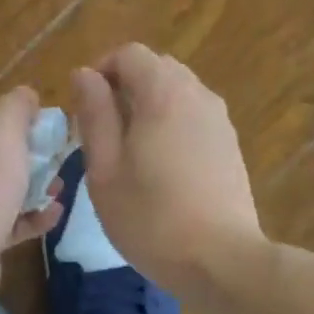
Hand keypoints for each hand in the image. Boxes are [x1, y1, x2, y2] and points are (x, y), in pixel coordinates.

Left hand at [0, 87, 62, 313]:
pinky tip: (52, 215)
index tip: (44, 128)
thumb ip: (17, 106)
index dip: (13, 117)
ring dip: (30, 188)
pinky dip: (25, 217)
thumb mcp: (3, 131)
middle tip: (55, 162)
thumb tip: (25, 95)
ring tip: (58, 190)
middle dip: (26, 157)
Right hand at [69, 45, 264, 298]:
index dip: (100, 73)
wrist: (221, 260)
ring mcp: (219, 120)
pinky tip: (161, 170)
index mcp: (163, 93)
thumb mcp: (105, 169)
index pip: (128, 54)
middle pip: (155, 69)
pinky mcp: (230, 145)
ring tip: (129, 156)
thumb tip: (84, 74)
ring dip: (147, 109)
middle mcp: (197, 94)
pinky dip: (170, 126)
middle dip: (123, 90)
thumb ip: (94, 115)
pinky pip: (193, 117)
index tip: (84, 112)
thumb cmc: (150, 218)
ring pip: (176, 94)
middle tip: (102, 136)